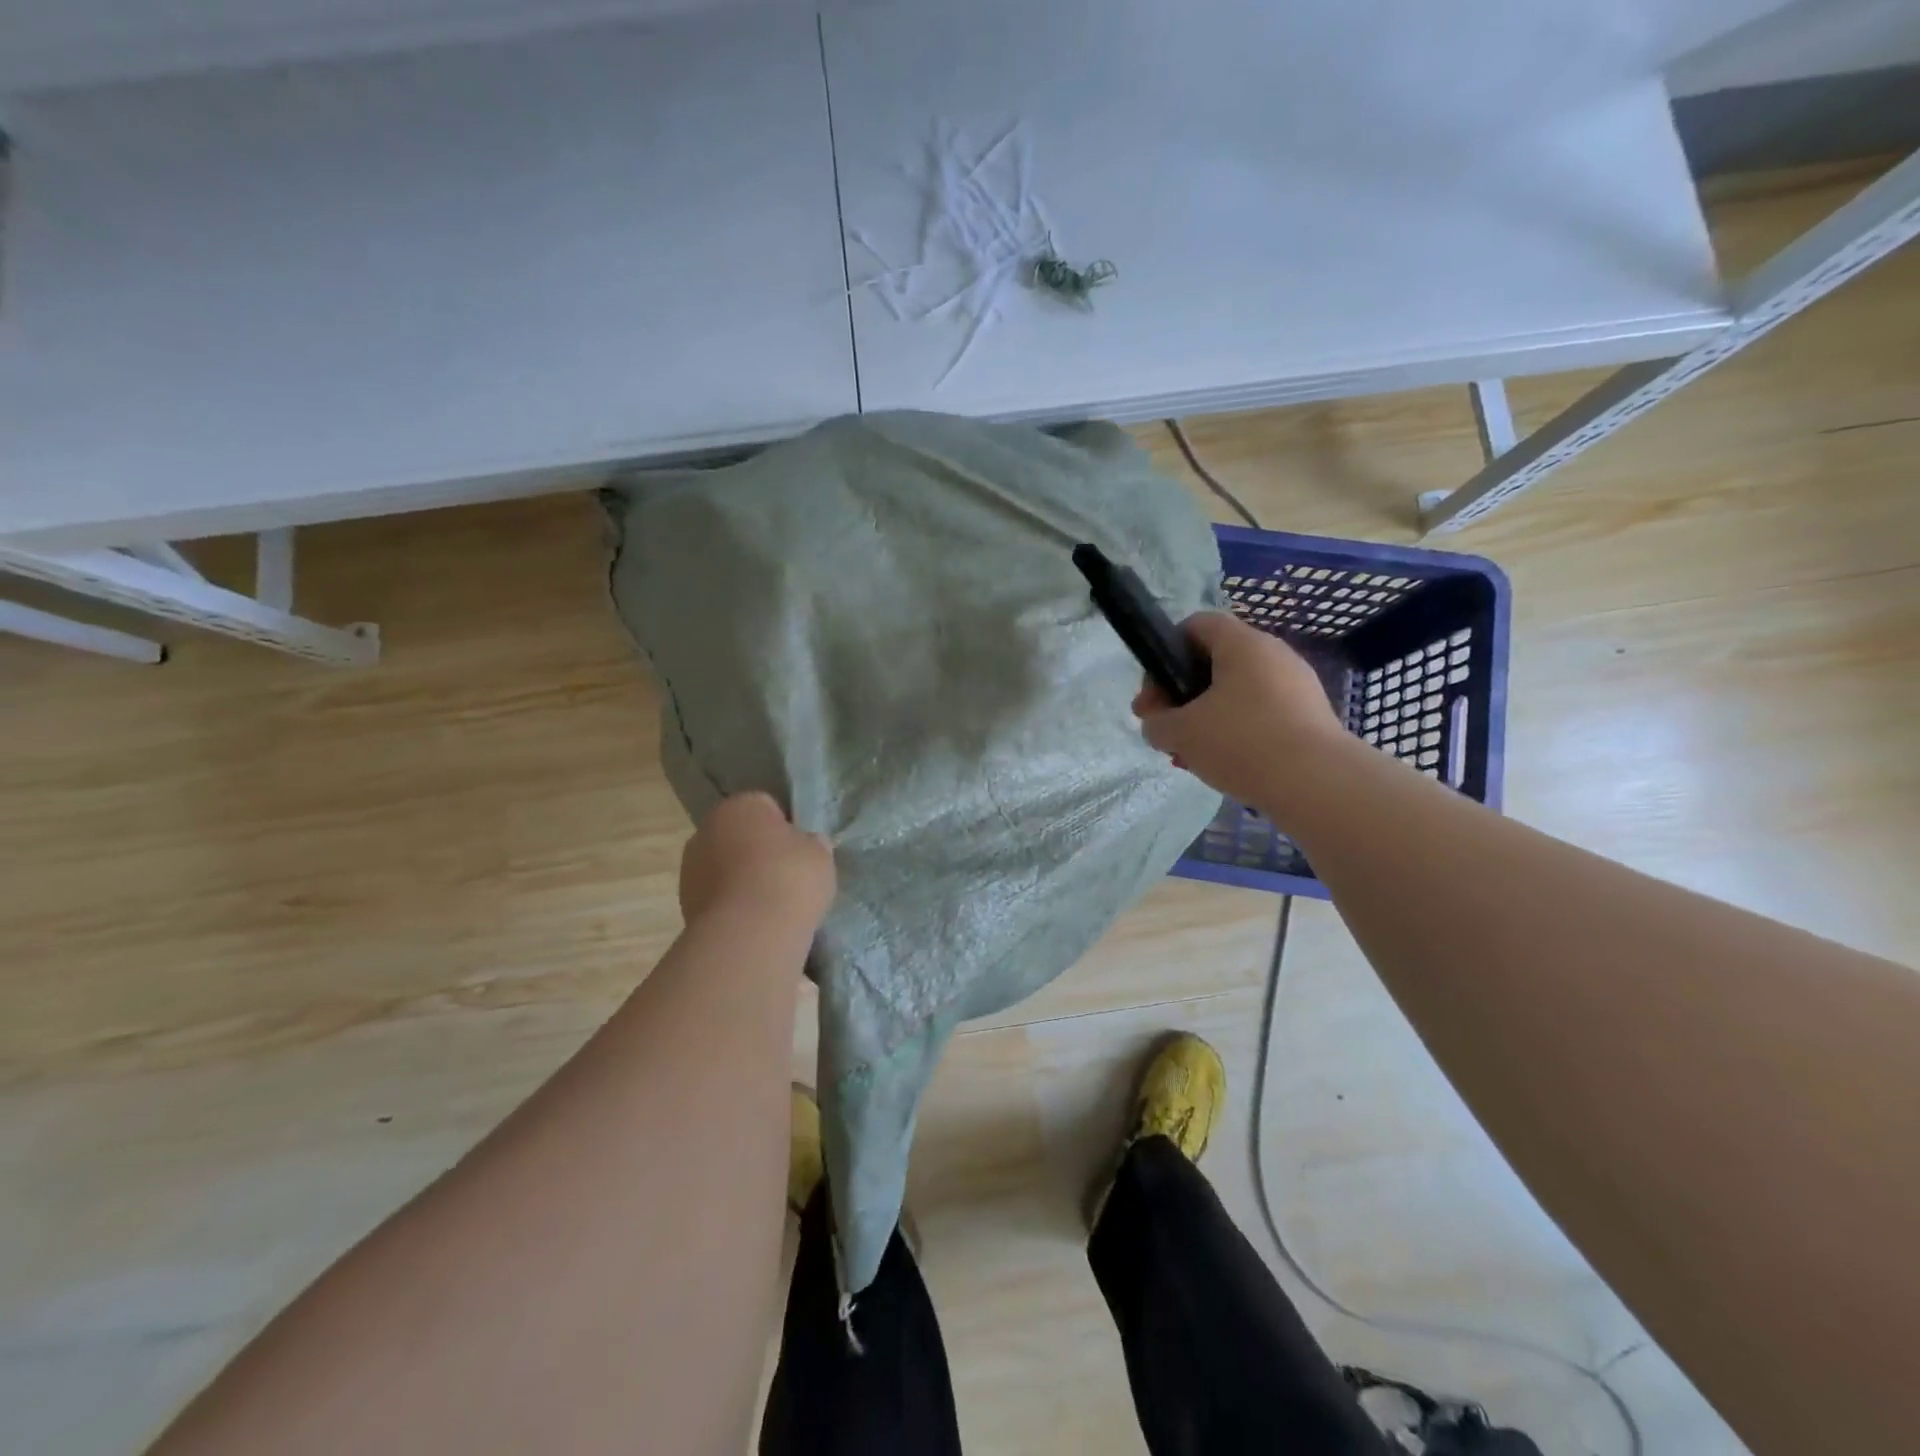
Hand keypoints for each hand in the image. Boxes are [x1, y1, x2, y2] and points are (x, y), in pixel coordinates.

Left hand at [679, 792, 835, 927]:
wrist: (749, 934)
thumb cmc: (789, 878)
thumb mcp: (820, 854)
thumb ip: (811, 844)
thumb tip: (807, 845)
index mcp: (740, 805)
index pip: (766, 806)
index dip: (785, 827)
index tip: (799, 850)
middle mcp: (706, 829)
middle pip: (740, 836)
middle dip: (758, 852)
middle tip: (786, 876)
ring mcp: (690, 868)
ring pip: (725, 867)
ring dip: (742, 879)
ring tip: (771, 904)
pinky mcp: (684, 903)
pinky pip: (718, 896)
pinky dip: (732, 904)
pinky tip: (754, 921)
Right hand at [1133, 612, 1347, 804]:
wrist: (1318, 784)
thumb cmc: (1242, 742)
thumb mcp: (1180, 733)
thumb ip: (1156, 723)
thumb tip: (1159, 724)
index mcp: (1242, 643)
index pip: (1196, 625)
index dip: (1165, 654)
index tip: (1154, 696)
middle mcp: (1273, 654)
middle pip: (1214, 664)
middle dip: (1182, 697)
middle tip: (1165, 731)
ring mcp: (1296, 686)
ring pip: (1235, 694)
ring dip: (1205, 720)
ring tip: (1191, 756)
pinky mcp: (1309, 717)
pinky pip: (1260, 715)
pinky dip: (1235, 734)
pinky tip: (1224, 766)